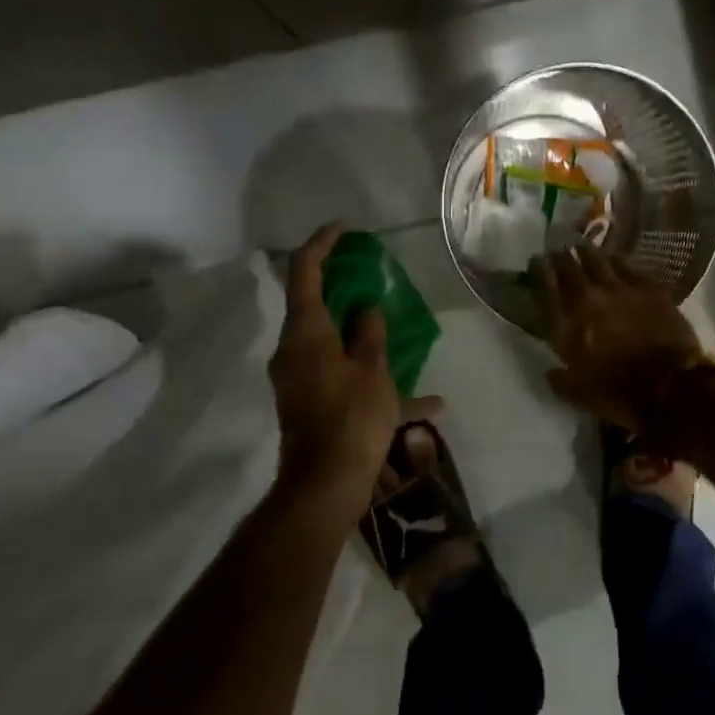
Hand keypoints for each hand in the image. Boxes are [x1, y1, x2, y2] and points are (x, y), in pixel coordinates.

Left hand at [269, 224, 438, 507]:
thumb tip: (366, 308)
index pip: (304, 271)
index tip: (343, 228)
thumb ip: (370, 332)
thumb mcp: (372, 371)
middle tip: (368, 272)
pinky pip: (337, 373)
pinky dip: (366, 373)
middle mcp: (292, 349)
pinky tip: (422, 402)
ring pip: (327, 340)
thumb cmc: (351, 419)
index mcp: (305, 332)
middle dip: (339, 285)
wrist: (324, 486)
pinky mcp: (306, 402)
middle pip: (311, 304)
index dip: (321, 243)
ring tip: (392, 327)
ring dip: (357, 331)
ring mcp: (296, 378)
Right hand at [531, 245, 706, 435]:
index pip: (546, 289)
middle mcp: (588, 300)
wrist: (670, 387)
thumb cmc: (620, 395)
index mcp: (566, 327)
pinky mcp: (649, 288)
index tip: (536, 261)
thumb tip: (551, 372)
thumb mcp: (579, 394)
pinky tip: (615, 260)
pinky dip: (618, 262)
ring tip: (582, 247)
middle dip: (560, 258)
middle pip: (569, 269)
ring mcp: (620, 290)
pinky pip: (628, 267)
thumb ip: (561, 380)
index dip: (539, 271)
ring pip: (598, 261)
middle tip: (558, 252)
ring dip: (587, 253)